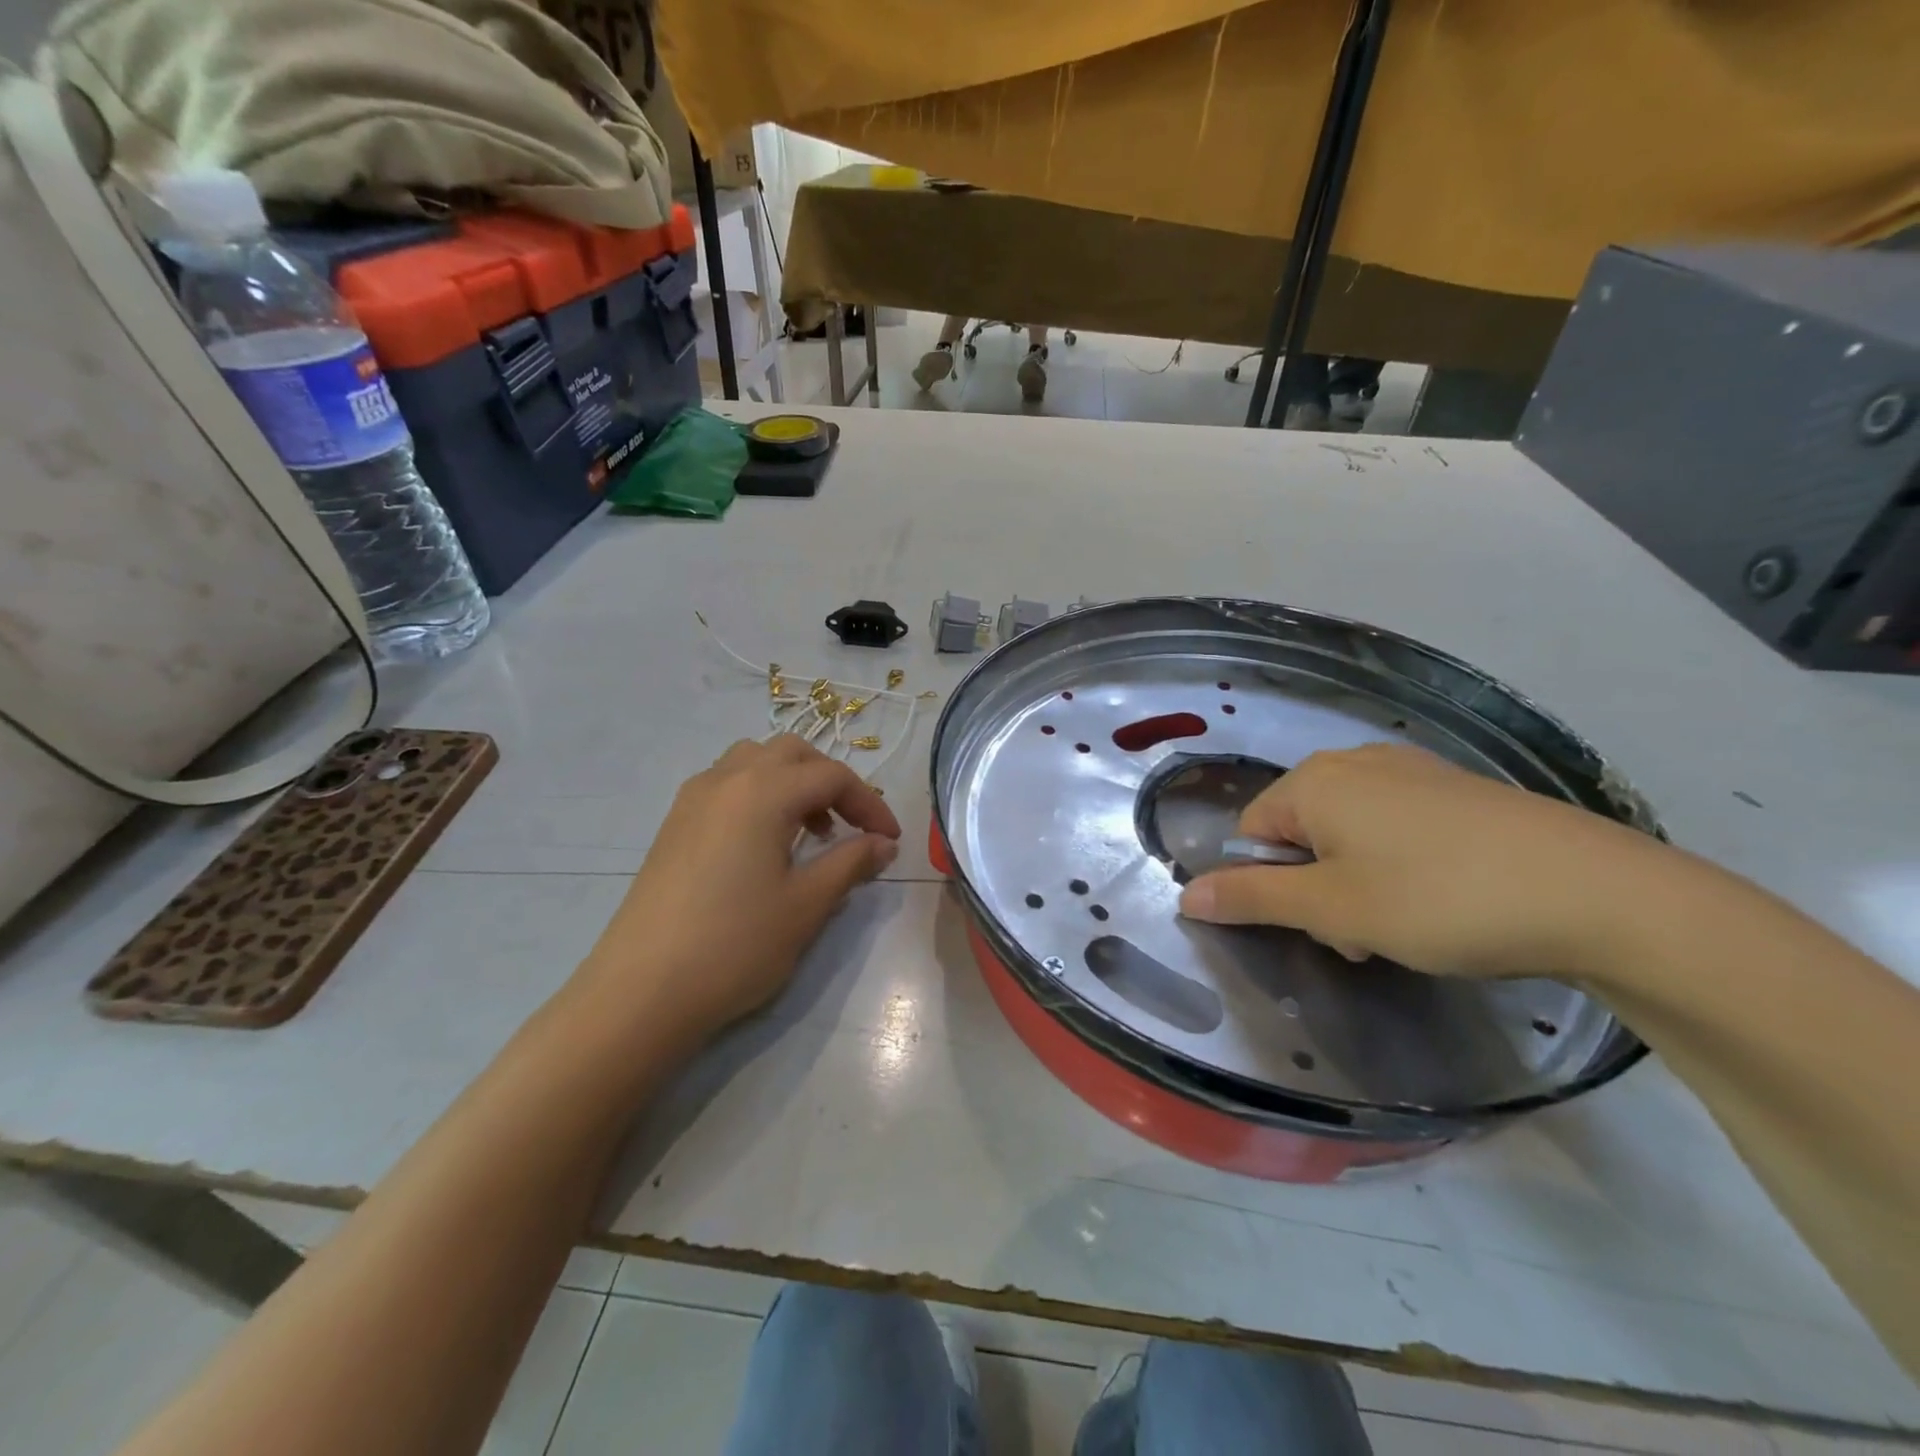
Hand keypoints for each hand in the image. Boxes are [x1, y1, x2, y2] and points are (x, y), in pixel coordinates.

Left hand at [573, 737, 900, 1042]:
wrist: (641, 992)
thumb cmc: (735, 944)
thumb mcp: (806, 905)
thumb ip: (851, 863)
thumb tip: (883, 844)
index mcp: (763, 791)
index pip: (832, 776)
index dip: (870, 803)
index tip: (891, 840)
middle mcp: (726, 779)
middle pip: (791, 753)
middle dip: (830, 781)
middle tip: (850, 825)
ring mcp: (692, 800)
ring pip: (754, 762)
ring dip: (791, 783)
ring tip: (809, 832)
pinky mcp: (673, 825)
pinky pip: (726, 785)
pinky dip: (758, 796)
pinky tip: (764, 845)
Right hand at [1178, 743, 1662, 979]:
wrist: (1598, 893)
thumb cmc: (1440, 899)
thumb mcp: (1333, 908)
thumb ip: (1251, 899)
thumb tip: (1185, 895)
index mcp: (1314, 781)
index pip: (1250, 835)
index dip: (1271, 887)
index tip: (1322, 927)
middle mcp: (1354, 761)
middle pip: (1299, 832)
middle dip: (1317, 887)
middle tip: (1364, 933)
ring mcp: (1411, 769)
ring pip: (1348, 833)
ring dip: (1356, 881)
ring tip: (1408, 923)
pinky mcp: (1456, 788)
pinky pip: (1396, 825)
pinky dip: (1399, 864)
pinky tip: (1444, 897)